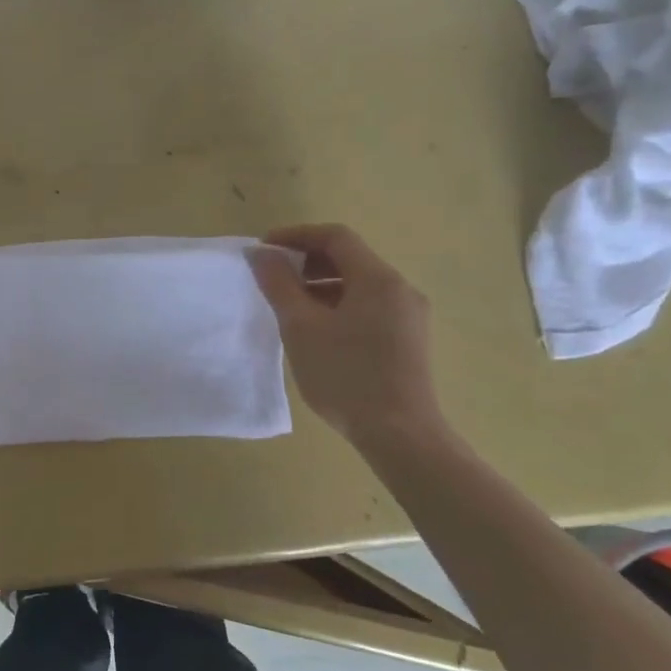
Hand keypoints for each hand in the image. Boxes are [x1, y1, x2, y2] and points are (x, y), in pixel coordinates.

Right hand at [248, 224, 441, 444]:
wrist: (400, 434)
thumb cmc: (345, 375)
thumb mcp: (301, 327)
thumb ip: (279, 284)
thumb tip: (261, 254)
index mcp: (378, 279)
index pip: (335, 237)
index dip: (296, 236)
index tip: (264, 249)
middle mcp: (400, 289)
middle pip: (350, 258)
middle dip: (307, 261)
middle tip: (273, 277)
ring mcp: (409, 316)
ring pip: (359, 284)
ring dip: (321, 285)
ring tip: (289, 306)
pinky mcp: (408, 340)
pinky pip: (369, 306)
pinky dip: (338, 305)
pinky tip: (317, 330)